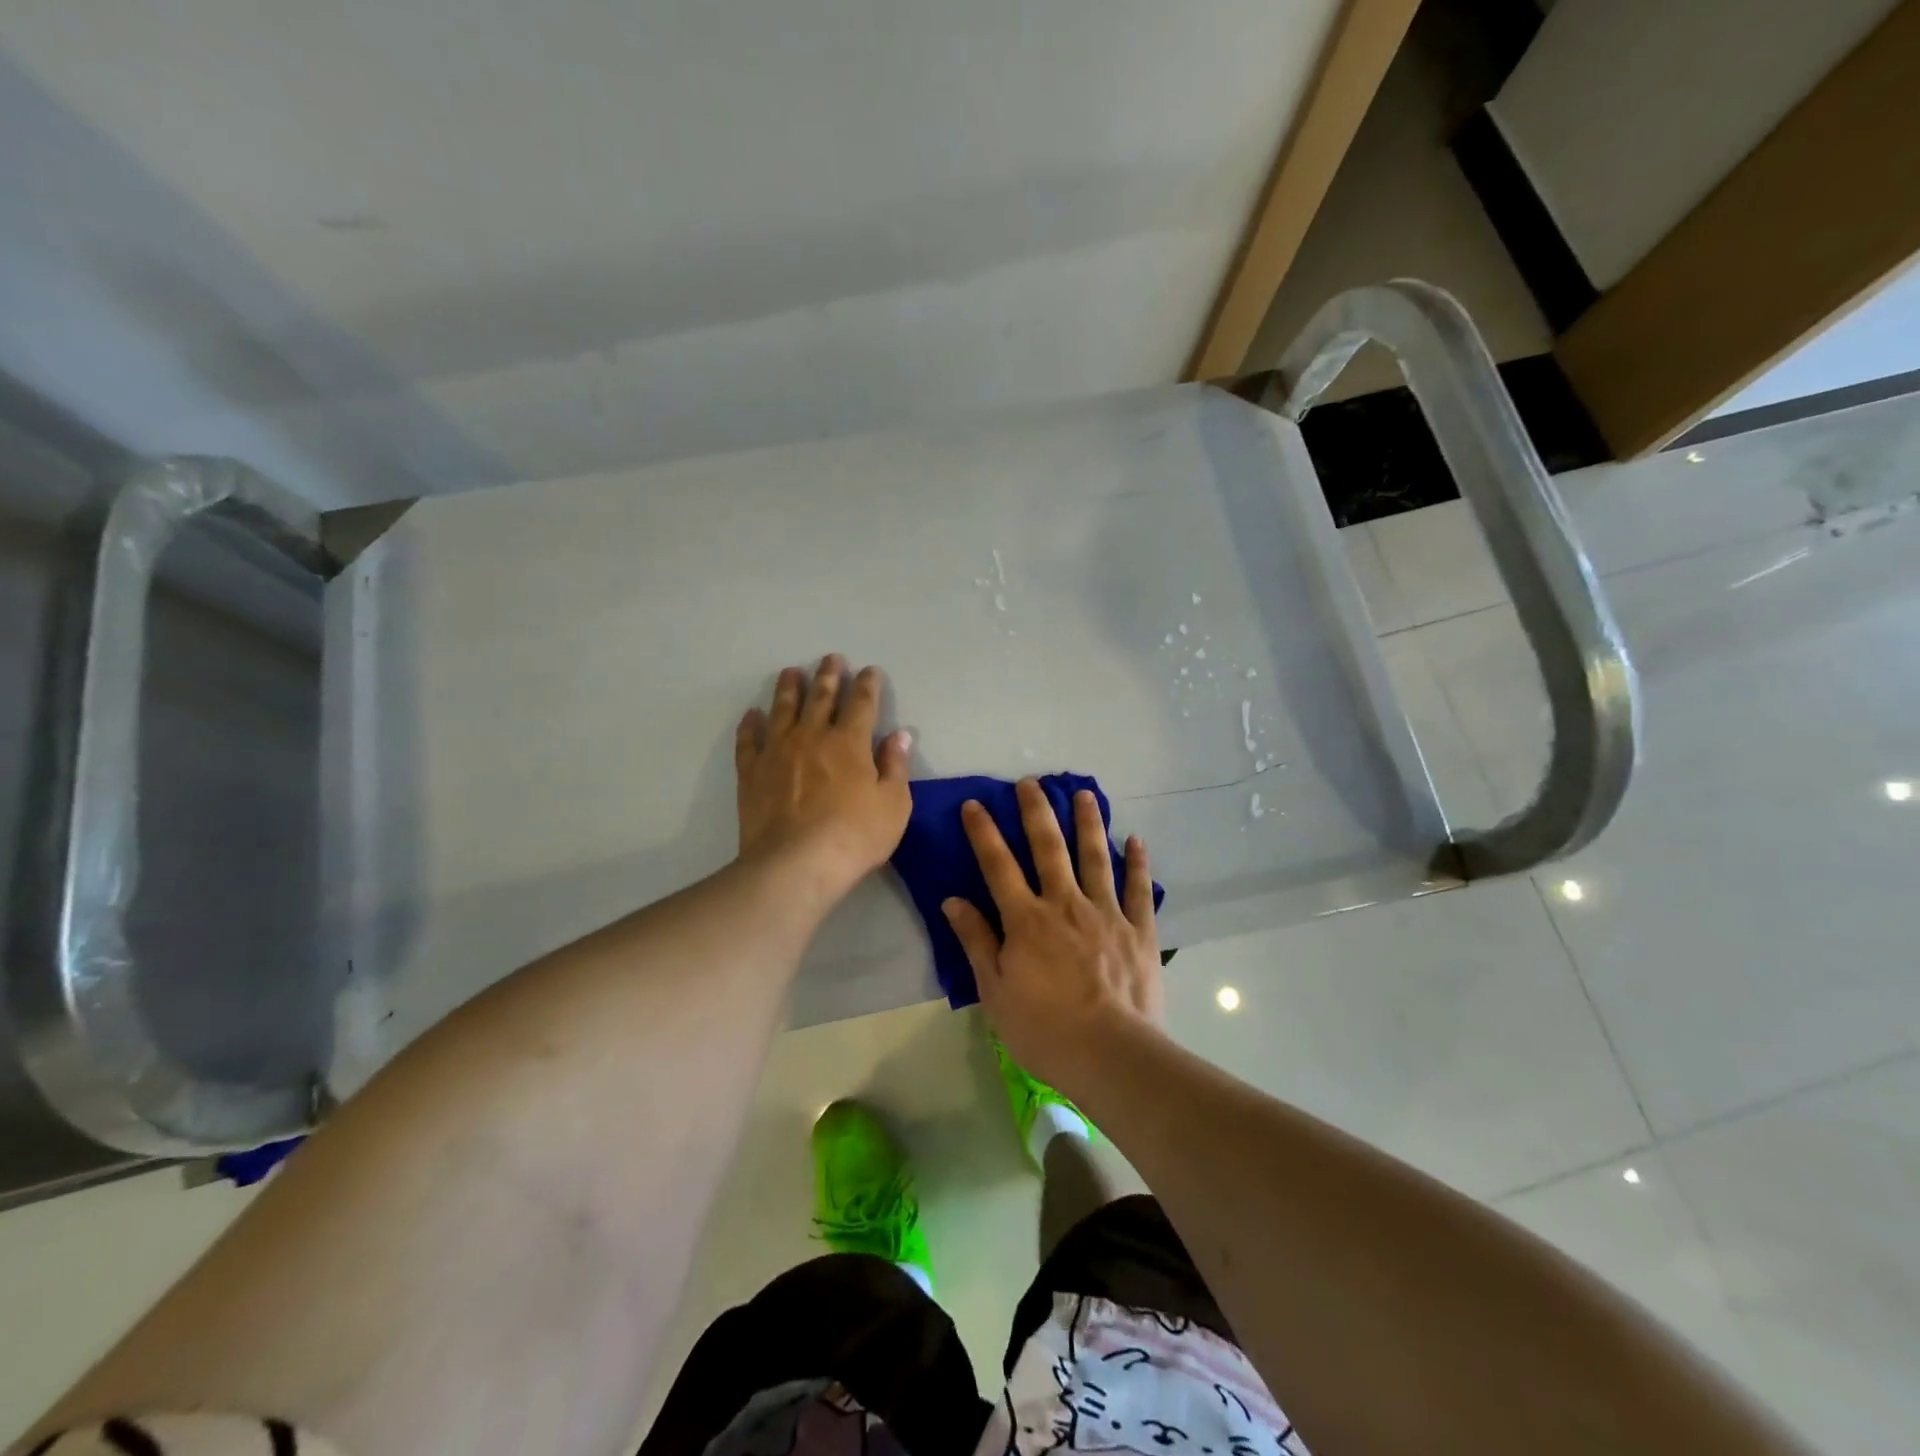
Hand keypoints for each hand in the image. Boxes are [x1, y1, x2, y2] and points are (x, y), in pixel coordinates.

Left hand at [735, 656, 912, 901]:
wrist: (795, 864)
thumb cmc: (854, 836)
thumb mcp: (893, 804)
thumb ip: (896, 766)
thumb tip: (900, 735)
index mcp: (850, 742)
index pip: (862, 702)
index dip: (868, 684)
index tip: (870, 671)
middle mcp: (812, 736)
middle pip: (821, 697)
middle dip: (828, 675)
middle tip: (830, 658)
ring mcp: (778, 751)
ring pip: (783, 709)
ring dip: (789, 688)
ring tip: (790, 672)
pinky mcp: (752, 772)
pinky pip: (749, 741)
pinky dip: (750, 725)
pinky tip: (752, 715)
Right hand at [942, 779, 1162, 1092]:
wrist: (1110, 1054)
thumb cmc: (1044, 1029)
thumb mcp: (995, 991)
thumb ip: (976, 941)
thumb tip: (952, 900)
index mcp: (1026, 919)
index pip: (998, 865)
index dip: (983, 833)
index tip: (974, 804)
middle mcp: (1065, 903)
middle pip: (1049, 848)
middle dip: (1037, 811)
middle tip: (1031, 782)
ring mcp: (1106, 913)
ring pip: (1095, 857)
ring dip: (1088, 822)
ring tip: (1084, 793)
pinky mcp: (1139, 929)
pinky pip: (1139, 888)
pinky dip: (1138, 863)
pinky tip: (1137, 840)